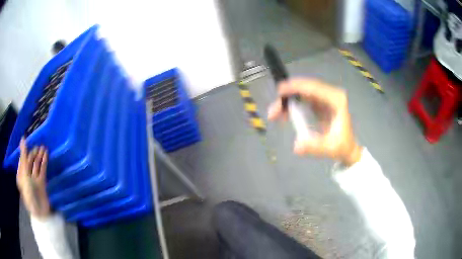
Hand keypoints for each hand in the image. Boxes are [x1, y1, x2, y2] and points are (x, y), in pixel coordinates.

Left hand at [17, 137, 50, 217]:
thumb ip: (23, 157)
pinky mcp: (42, 183)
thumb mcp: (24, 174)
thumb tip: (22, 139)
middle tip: (39, 146)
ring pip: (37, 165)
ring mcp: (34, 180)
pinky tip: (46, 155)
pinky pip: (42, 170)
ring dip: (39, 156)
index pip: (22, 159)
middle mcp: (27, 176)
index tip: (28, 140)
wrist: (39, 212)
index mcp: (21, 174)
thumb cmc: (29, 194)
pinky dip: (44, 162)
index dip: (25, 150)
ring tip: (44, 147)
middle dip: (34, 154)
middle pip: (30, 162)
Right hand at [268, 79, 361, 165]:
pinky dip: (291, 105)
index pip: (315, 88)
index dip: (297, 87)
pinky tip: (283, 114)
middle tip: (273, 110)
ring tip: (274, 114)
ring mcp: (324, 98)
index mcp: (337, 100)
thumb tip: (296, 146)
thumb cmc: (342, 146)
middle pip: (305, 89)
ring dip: (287, 101)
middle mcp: (330, 95)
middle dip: (288, 96)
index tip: (281, 91)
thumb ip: (315, 147)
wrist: (347, 148)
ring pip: (302, 93)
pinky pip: (302, 99)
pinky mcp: (319, 103)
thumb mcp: (330, 148)